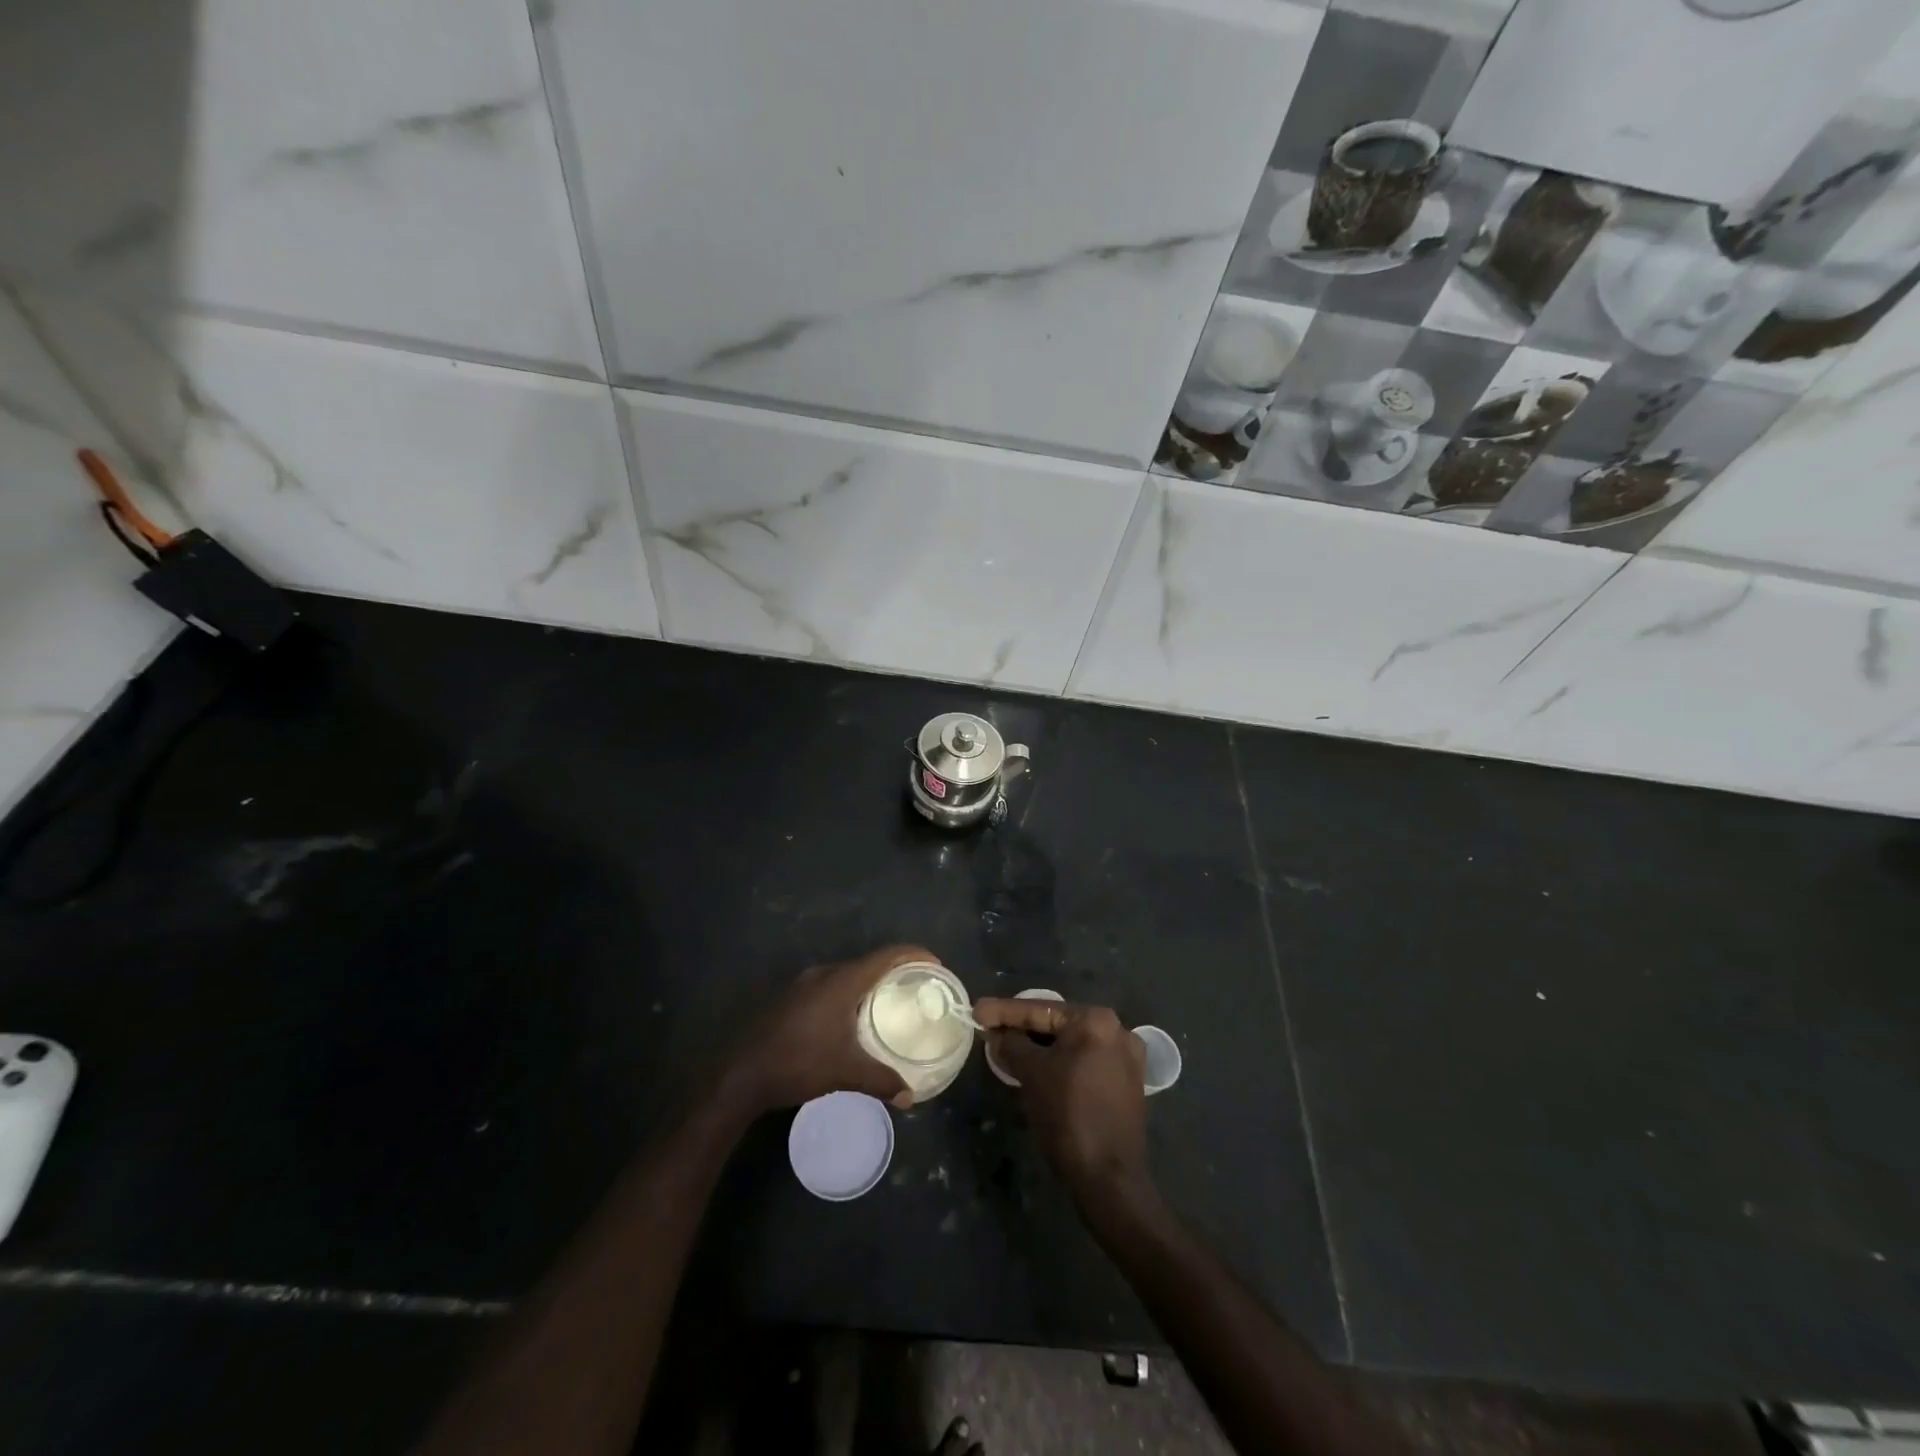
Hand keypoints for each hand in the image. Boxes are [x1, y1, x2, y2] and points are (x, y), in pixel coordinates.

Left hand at [724, 945, 931, 1113]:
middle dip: (895, 971)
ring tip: (888, 1003)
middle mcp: (825, 973)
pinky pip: (830, 985)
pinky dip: (849, 993)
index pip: (888, 955)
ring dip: (870, 983)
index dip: (915, 955)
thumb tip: (911, 1097)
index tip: (936, 964)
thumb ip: (882, 1080)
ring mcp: (804, 983)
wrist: (739, 1074)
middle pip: (869, 962)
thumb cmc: (798, 1063)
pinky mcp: (791, 997)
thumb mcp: (845, 1073)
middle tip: (917, 988)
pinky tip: (851, 1018)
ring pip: (847, 974)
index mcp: (843, 981)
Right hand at [976, 998, 1149, 1202]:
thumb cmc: (1067, 1116)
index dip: (1003, 1011)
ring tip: (1007, 1047)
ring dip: (1039, 1047)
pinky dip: (1060, 1062)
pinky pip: (1084, 1061)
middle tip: (990, 1029)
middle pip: (1057, 1024)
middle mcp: (1117, 1030)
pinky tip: (1037, 1067)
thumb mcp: (1031, 1074)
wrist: (1108, 1177)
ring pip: (1071, 1044)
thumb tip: (997, 1034)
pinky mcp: (1126, 1082)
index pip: (1040, 1009)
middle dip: (1022, 1028)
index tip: (976, 1010)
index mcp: (1096, 1020)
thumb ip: (1011, 1044)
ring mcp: (1126, 1057)